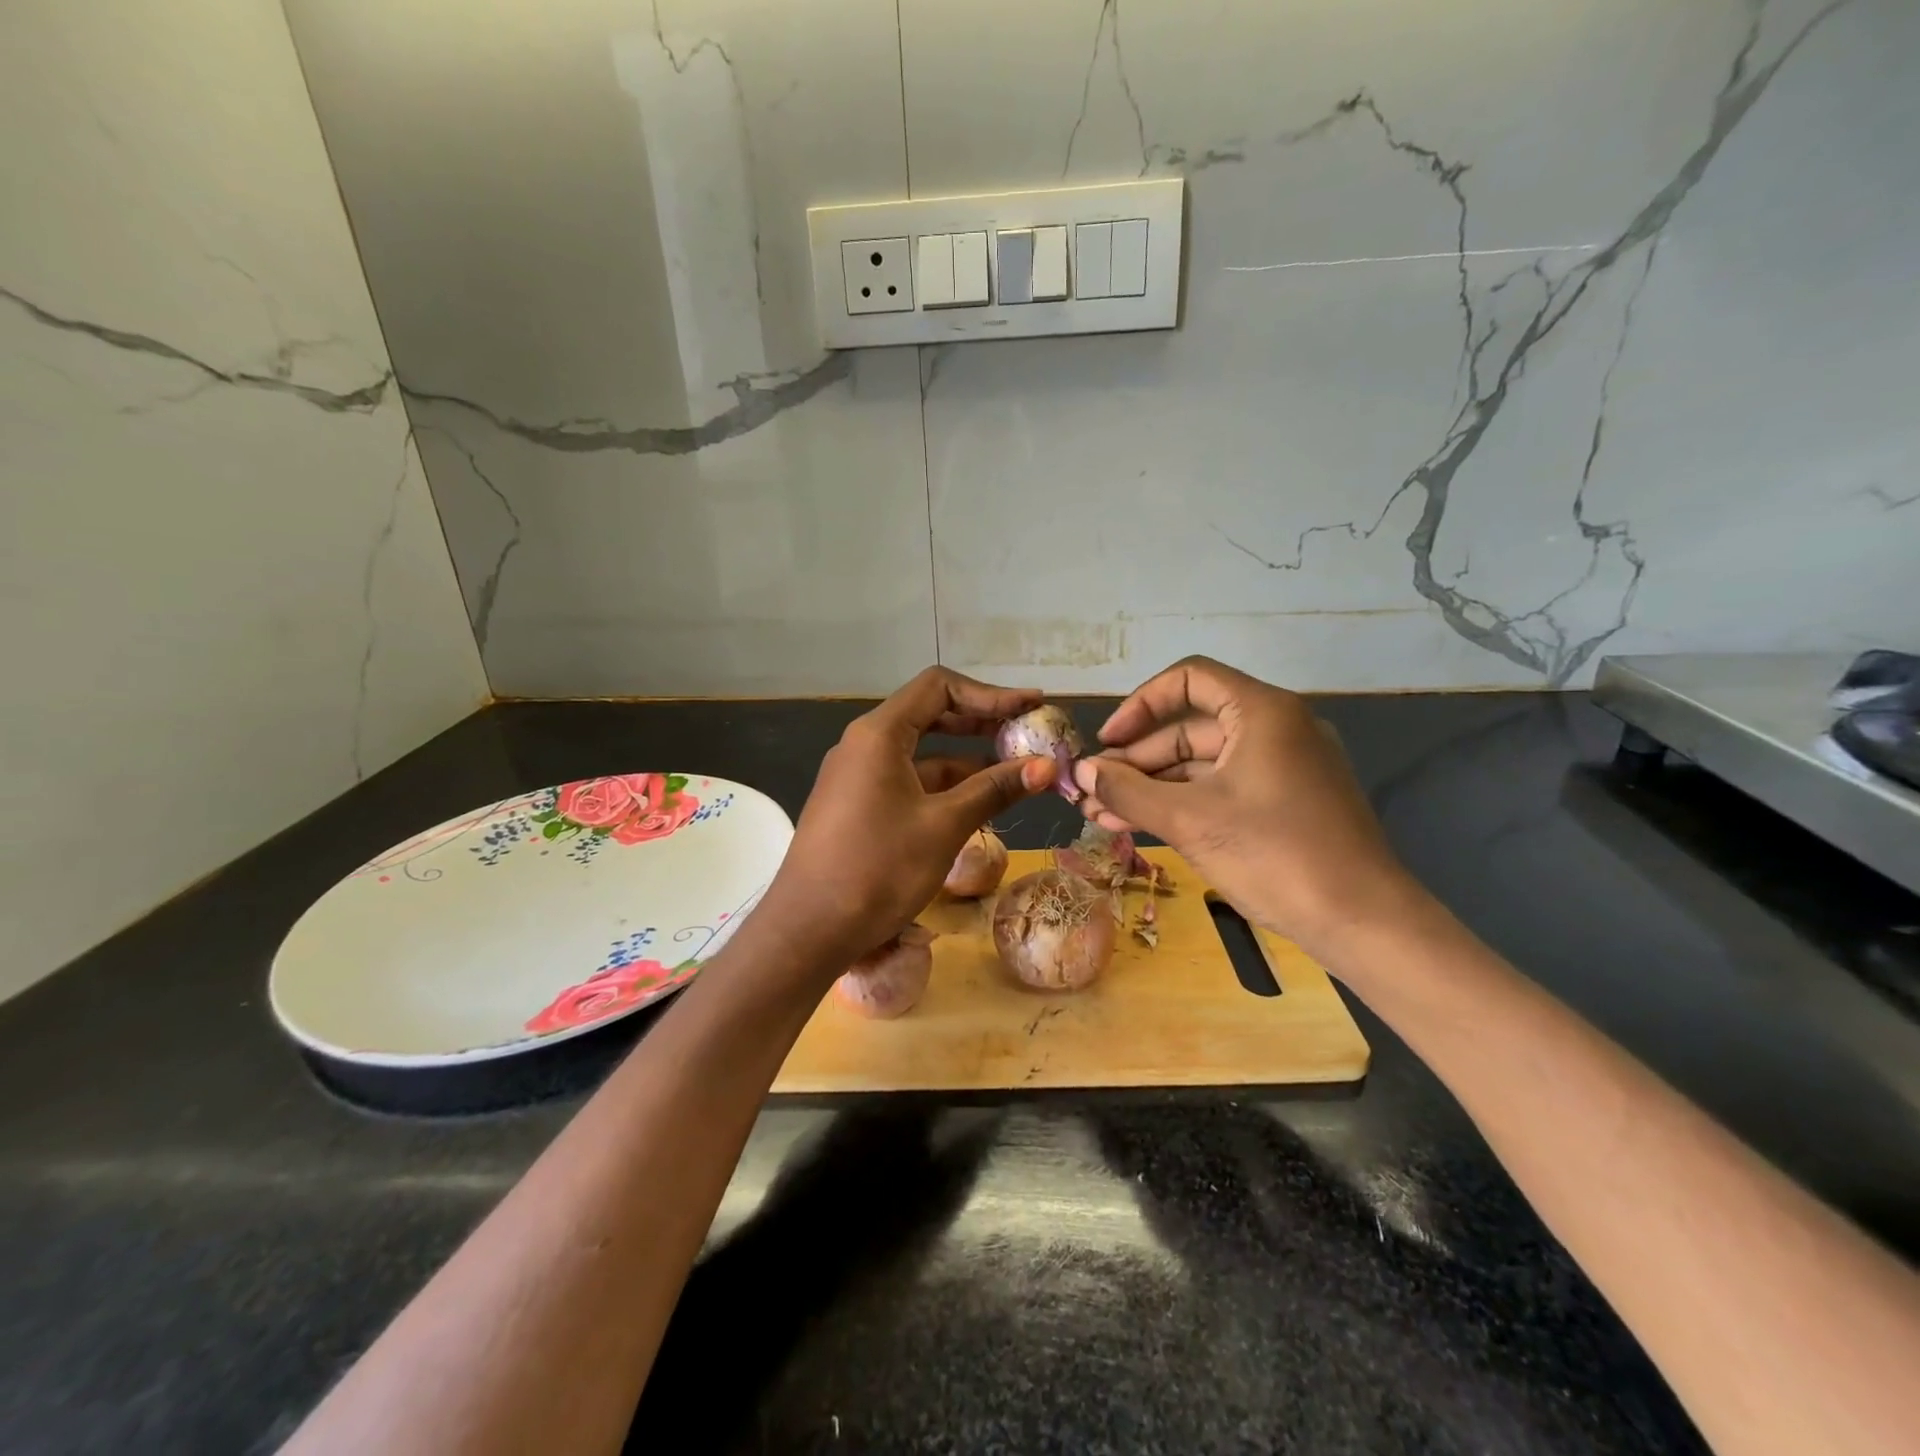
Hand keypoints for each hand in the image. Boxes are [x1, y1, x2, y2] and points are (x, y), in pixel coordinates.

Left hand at [756, 668, 1055, 973]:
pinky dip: (945, 785)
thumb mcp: (944, 826)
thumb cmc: (878, 869)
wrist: (808, 929)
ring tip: (1016, 772)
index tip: (1032, 707)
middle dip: (982, 723)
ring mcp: (859, 775)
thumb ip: (994, 789)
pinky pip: (909, 780)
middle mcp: (865, 744)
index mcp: (879, 734)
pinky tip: (979, 802)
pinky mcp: (858, 805)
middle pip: (931, 715)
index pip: (939, 687)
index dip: (990, 694)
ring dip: (968, 759)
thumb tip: (1046, 766)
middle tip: (1028, 735)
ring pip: (922, 753)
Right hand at [1073, 657, 1419, 956]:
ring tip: (1101, 816)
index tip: (1107, 742)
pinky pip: (1223, 789)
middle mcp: (1277, 728)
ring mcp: (1285, 767)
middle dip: (1136, 760)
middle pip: (1191, 727)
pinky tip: (1140, 827)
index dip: (1140, 705)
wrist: (1364, 923)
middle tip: (1091, 792)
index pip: (1189, 679)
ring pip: (1203, 764)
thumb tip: (1081, 772)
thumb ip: (1128, 792)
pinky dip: (1183, 804)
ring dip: (1152, 787)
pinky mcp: (1287, 803)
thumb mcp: (1190, 821)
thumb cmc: (1275, 856)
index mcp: (1263, 712)